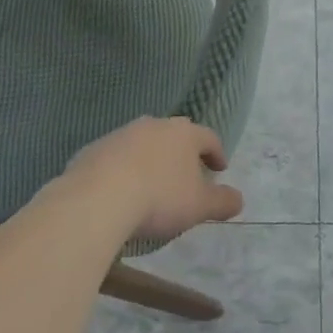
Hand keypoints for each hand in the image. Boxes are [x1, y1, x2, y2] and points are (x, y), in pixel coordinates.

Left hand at [62, 116, 243, 240]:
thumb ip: (222, 201)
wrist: (97, 198)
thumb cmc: (159, 198)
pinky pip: (116, 157)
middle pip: (174, 134)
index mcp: (183, 134)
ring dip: (151, 158)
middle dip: (182, 152)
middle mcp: (153, 126)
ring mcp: (121, 134)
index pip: (208, 137)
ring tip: (152, 183)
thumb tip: (238, 199)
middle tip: (187, 172)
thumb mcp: (199, 206)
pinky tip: (121, 190)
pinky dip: (123, 169)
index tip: (220, 168)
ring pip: (143, 142)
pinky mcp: (93, 149)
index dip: (216, 153)